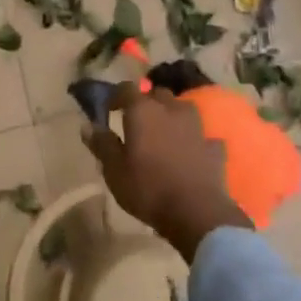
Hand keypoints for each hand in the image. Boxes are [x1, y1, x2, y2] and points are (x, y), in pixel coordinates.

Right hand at [82, 85, 250, 260]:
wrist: (196, 212)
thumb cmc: (148, 188)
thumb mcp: (114, 171)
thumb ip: (102, 144)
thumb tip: (87, 126)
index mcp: (143, 111)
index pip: (127, 88)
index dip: (116, 96)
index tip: (109, 109)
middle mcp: (171, 109)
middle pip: (157, 95)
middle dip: (146, 103)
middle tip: (136, 122)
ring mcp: (197, 126)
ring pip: (182, 109)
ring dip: (172, 116)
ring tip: (163, 133)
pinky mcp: (214, 146)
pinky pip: (201, 135)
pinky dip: (194, 139)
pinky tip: (190, 151)